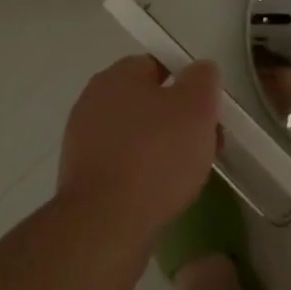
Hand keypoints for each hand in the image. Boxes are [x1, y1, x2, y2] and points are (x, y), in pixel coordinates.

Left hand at [57, 56, 220, 245]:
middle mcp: (94, 102)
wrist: (105, 226)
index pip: (158, 64)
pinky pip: (124, 165)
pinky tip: (163, 193)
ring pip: (138, 136)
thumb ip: (203, 78)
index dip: (188, 83)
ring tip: (190, 173)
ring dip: (164, 148)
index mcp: (117, 76)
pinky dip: (144, 174)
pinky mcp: (83, 180)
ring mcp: (83, 142)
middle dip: (179, 119)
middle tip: (205, 141)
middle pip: (148, 102)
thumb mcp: (197, 106)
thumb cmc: (155, 155)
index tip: (207, 107)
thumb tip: (199, 70)